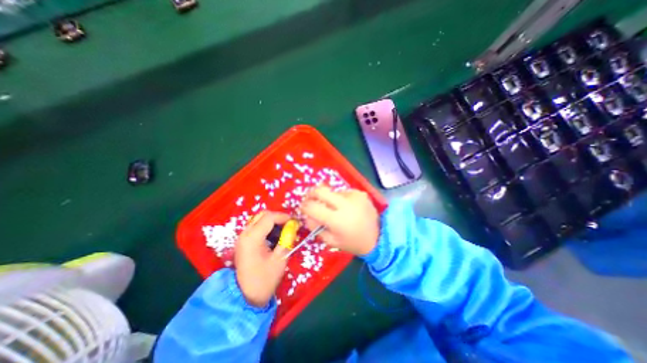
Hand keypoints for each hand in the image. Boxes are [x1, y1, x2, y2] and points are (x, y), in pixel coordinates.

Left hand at [236, 212, 291, 307]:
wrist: (246, 297)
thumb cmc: (264, 280)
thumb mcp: (280, 259)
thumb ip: (287, 239)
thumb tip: (294, 225)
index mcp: (252, 238)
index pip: (269, 217)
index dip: (284, 217)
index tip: (295, 222)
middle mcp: (244, 234)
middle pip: (262, 215)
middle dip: (278, 217)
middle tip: (289, 225)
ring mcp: (242, 237)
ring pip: (259, 219)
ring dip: (272, 221)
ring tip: (284, 230)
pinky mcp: (243, 241)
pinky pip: (256, 226)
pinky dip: (267, 227)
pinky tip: (275, 236)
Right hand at [300, 187, 380, 254]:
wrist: (378, 237)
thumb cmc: (352, 242)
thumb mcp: (331, 240)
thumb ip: (315, 227)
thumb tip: (307, 214)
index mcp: (337, 220)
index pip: (313, 207)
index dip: (304, 206)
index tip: (303, 208)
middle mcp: (345, 204)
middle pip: (321, 190)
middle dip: (311, 194)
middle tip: (310, 199)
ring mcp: (354, 196)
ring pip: (332, 191)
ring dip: (329, 198)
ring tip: (334, 208)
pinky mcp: (360, 193)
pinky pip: (343, 192)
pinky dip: (340, 198)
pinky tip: (346, 207)